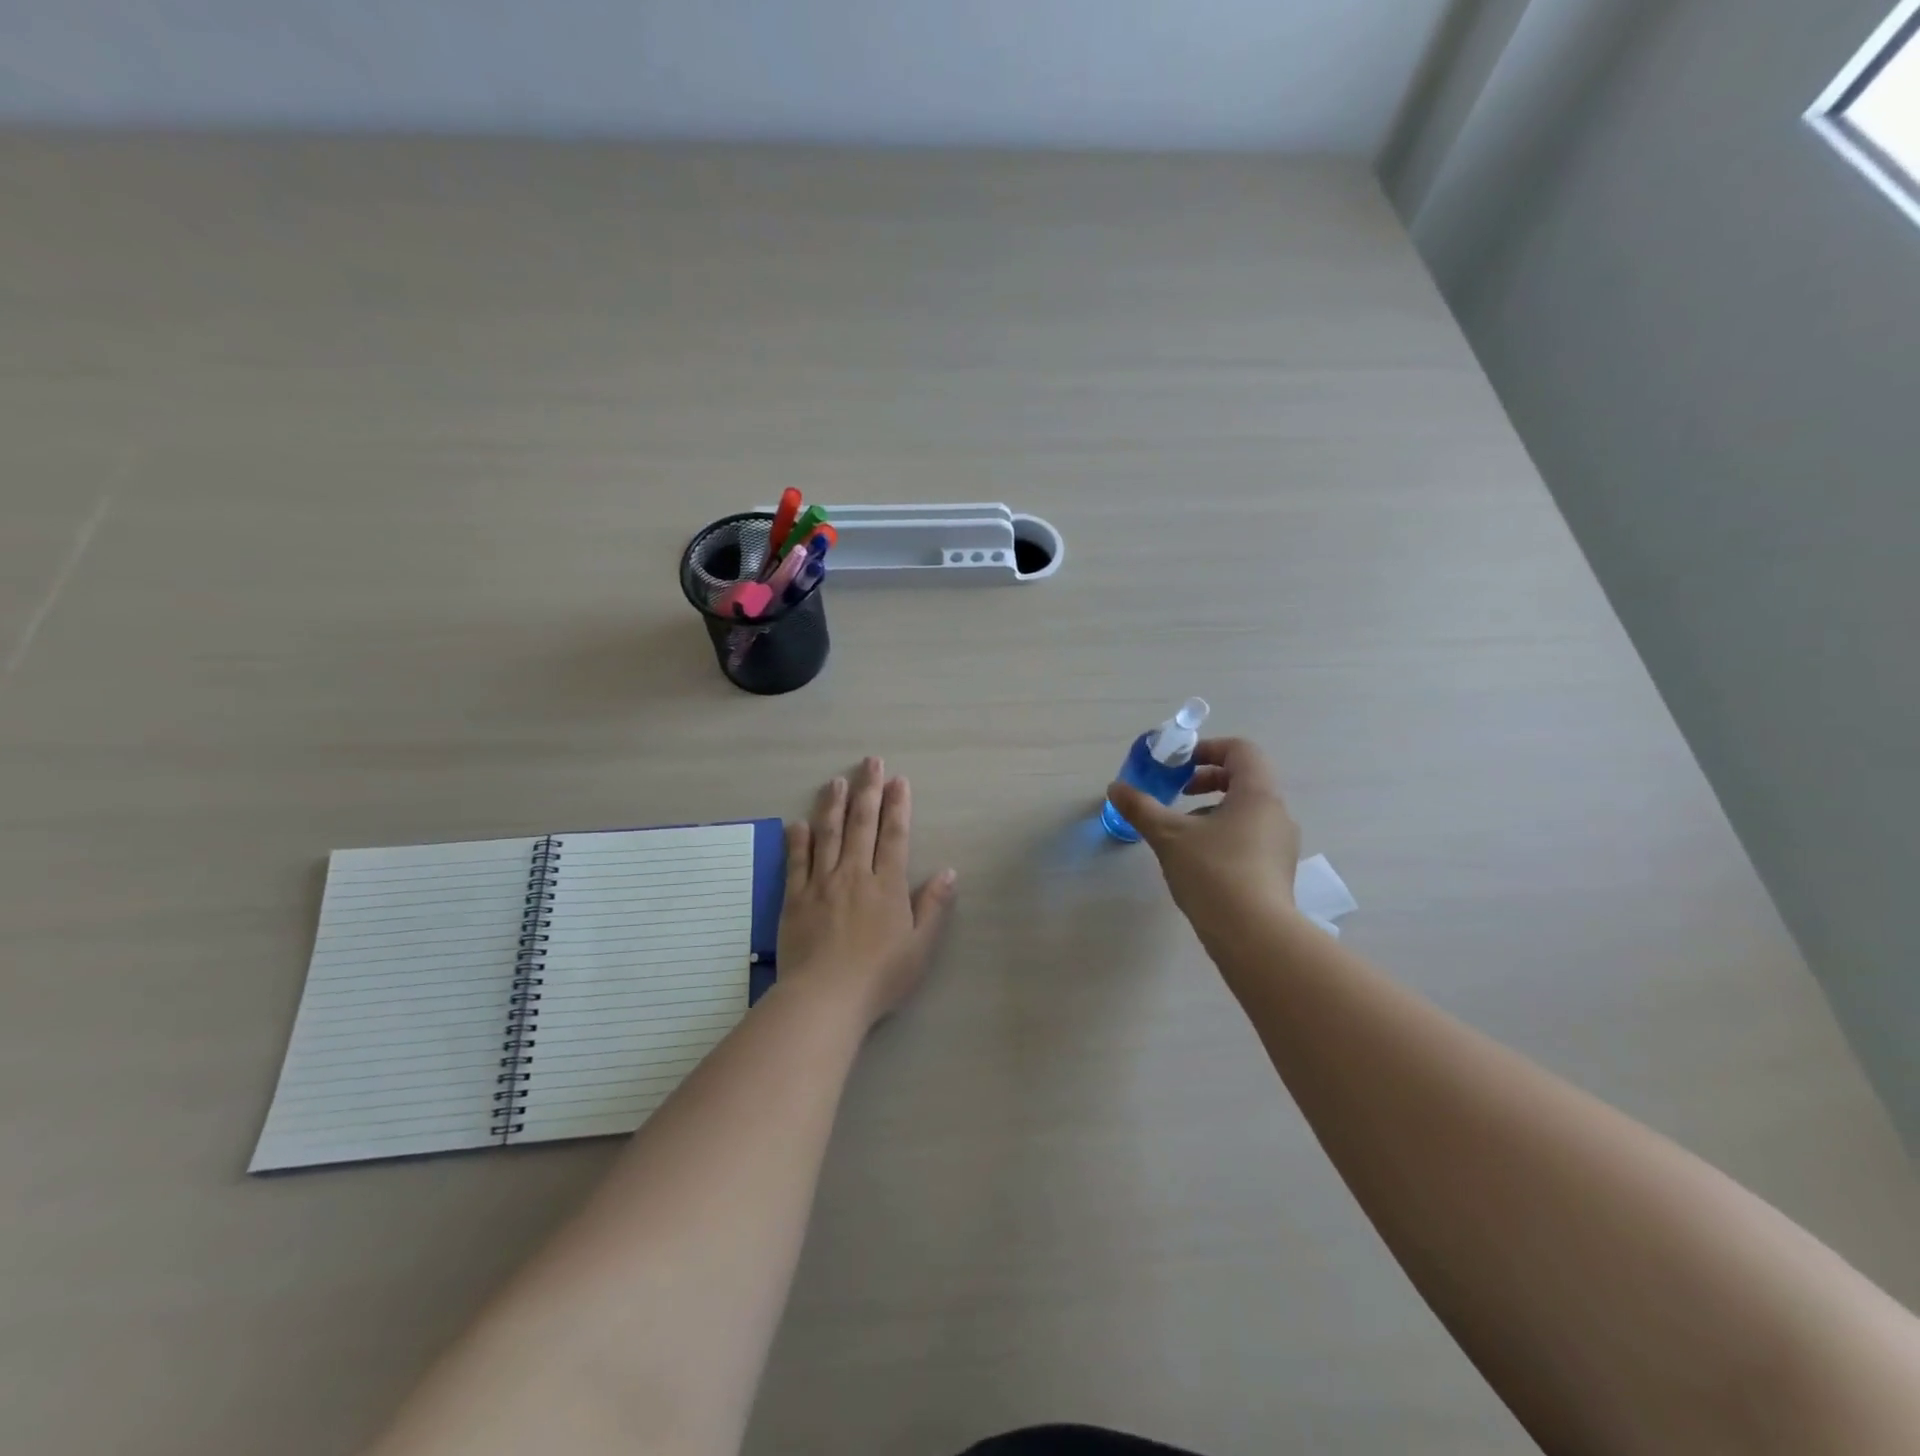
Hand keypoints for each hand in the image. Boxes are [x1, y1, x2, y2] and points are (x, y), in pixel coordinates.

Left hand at [777, 757, 957, 1028]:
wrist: (825, 998)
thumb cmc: (880, 977)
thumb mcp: (920, 947)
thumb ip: (933, 907)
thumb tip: (949, 872)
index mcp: (887, 885)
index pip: (895, 835)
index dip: (898, 806)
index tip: (898, 780)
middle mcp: (855, 875)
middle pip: (862, 825)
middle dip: (868, 791)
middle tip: (870, 762)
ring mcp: (821, 884)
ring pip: (828, 835)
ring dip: (833, 805)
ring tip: (836, 781)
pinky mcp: (795, 899)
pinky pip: (796, 862)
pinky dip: (798, 841)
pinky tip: (798, 824)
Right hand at [1107, 738, 1300, 931]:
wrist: (1254, 936)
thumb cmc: (1213, 872)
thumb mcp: (1169, 836)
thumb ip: (1141, 807)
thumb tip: (1115, 788)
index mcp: (1257, 794)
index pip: (1241, 750)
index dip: (1209, 749)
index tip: (1180, 765)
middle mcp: (1277, 813)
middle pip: (1245, 779)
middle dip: (1208, 780)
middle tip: (1178, 792)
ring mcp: (1281, 845)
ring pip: (1247, 811)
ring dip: (1213, 810)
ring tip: (1182, 832)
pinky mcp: (1277, 872)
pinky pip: (1251, 838)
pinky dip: (1224, 835)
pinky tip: (1199, 862)